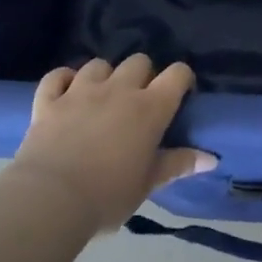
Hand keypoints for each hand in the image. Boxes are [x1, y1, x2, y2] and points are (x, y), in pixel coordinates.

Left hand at [6, 55, 213, 233]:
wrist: (49, 200)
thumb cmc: (107, 195)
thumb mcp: (148, 184)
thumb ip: (178, 164)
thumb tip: (211, 158)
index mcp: (149, 108)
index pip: (177, 74)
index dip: (182, 79)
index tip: (181, 95)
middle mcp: (118, 89)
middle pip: (139, 61)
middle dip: (143, 75)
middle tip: (139, 100)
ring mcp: (80, 91)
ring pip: (99, 64)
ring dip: (104, 76)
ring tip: (102, 96)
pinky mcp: (49, 100)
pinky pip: (57, 76)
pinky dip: (63, 80)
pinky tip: (66, 91)